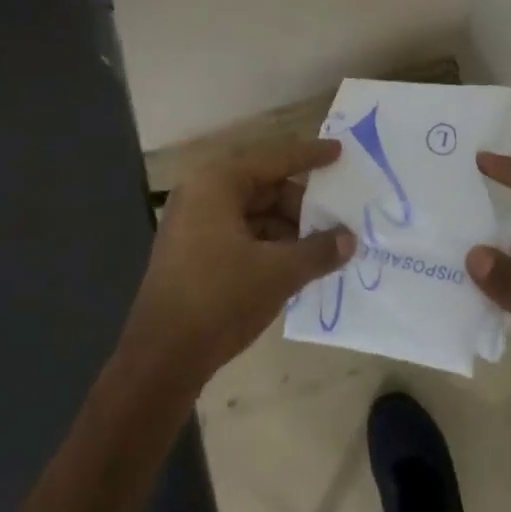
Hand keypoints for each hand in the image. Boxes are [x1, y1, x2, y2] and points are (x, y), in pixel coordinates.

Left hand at [119, 138, 354, 390]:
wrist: (161, 359)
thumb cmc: (220, 299)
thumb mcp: (278, 272)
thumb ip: (318, 250)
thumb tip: (349, 239)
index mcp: (217, 183)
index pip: (274, 158)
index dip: (310, 156)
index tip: (340, 152)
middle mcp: (201, 194)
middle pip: (264, 186)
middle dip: (301, 203)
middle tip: (337, 217)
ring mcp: (193, 224)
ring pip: (253, 213)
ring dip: (288, 227)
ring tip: (322, 246)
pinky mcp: (192, 252)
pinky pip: (240, 234)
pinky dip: (268, 243)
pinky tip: (295, 263)